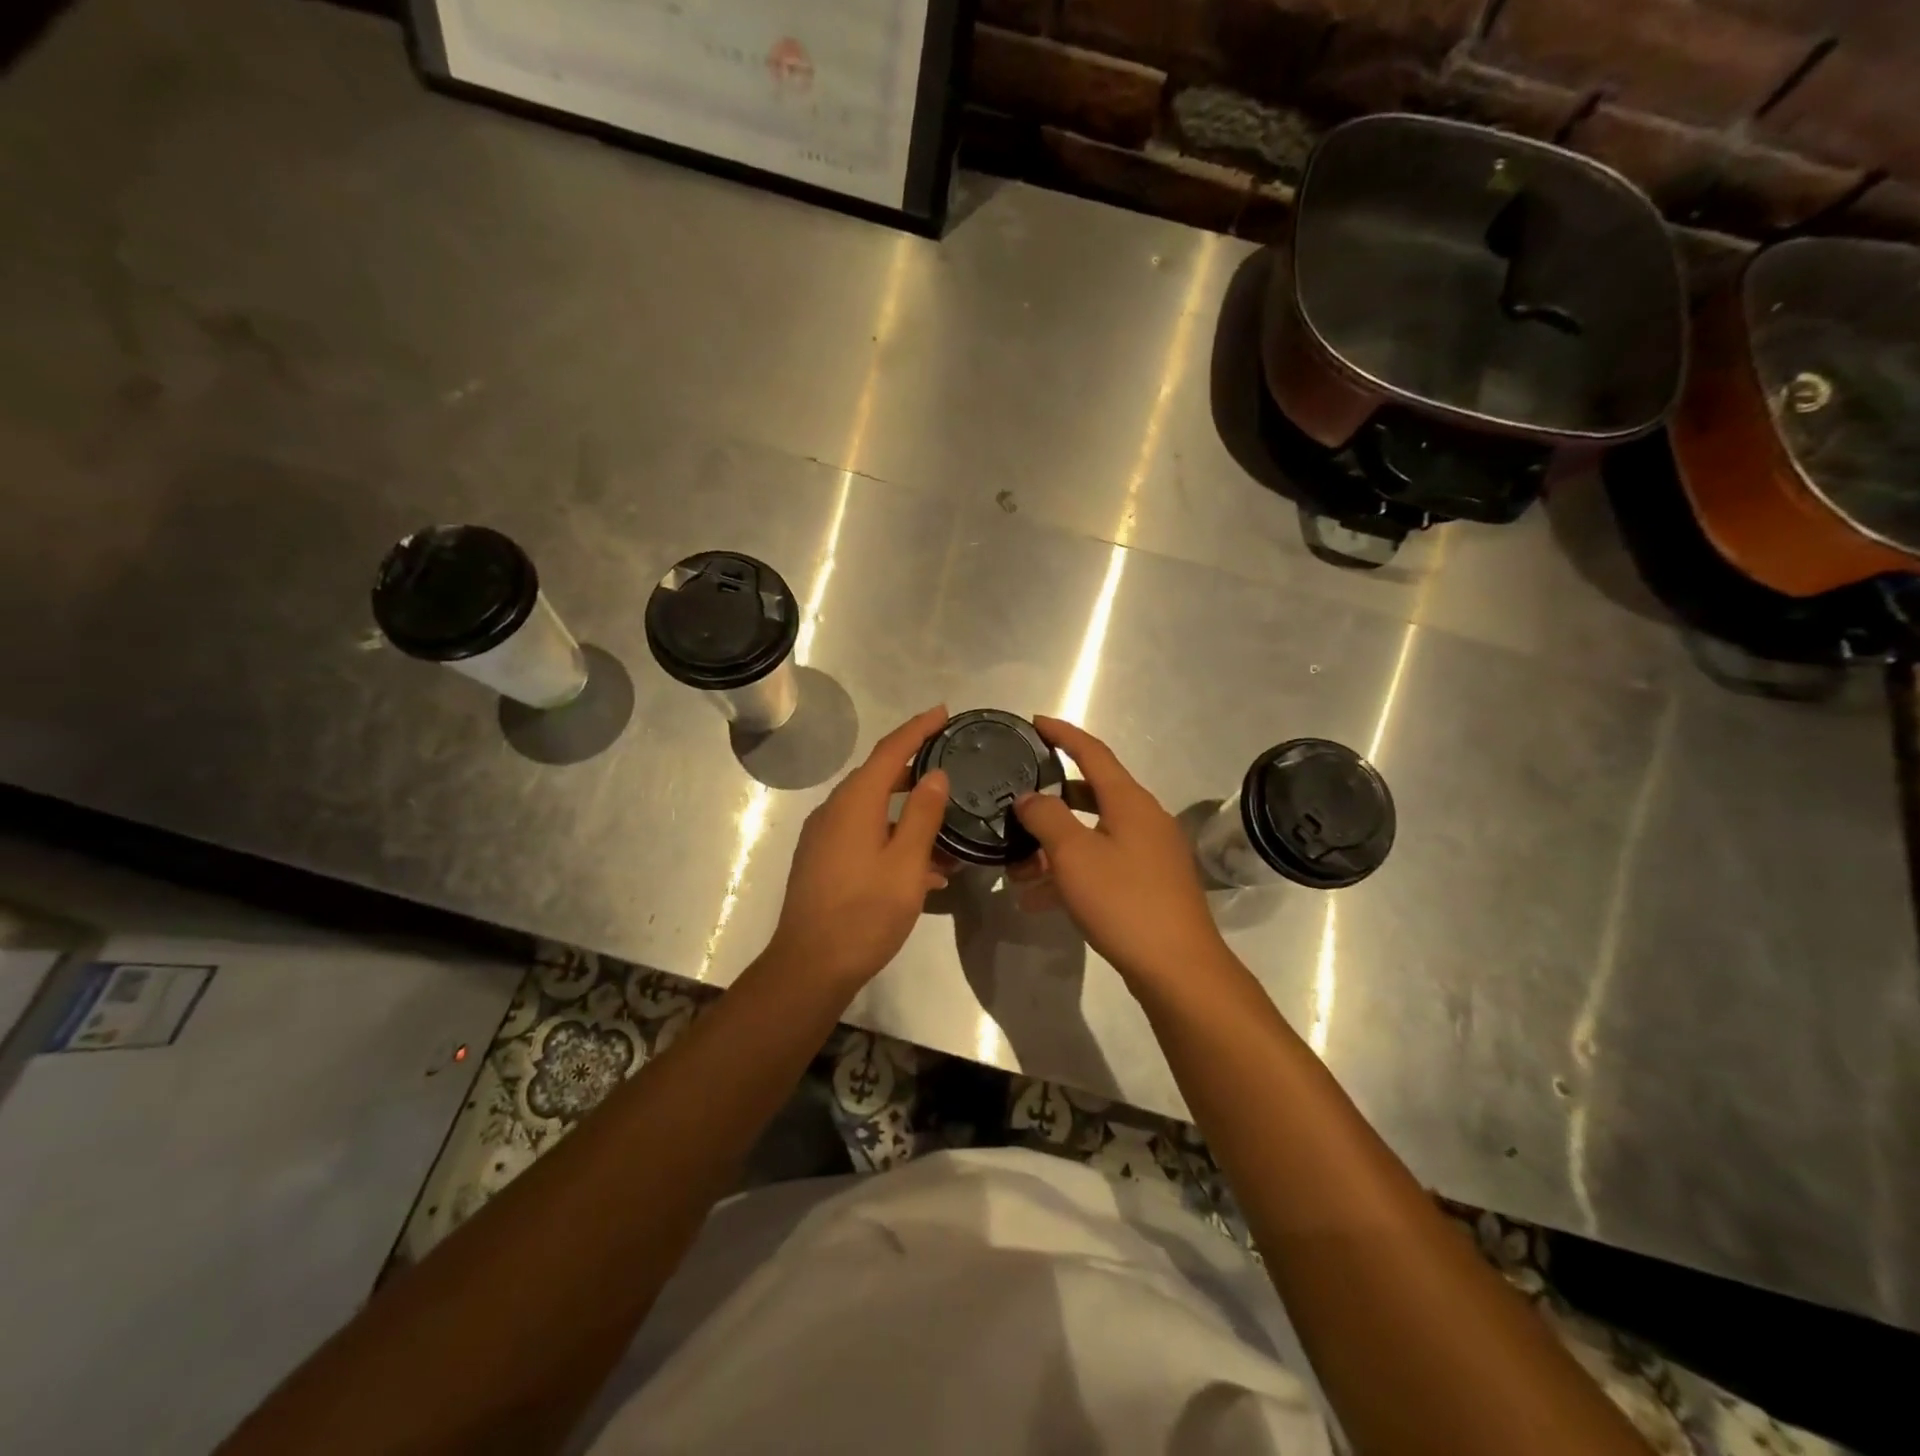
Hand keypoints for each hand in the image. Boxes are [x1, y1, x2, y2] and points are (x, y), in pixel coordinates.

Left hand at [766, 706, 951, 992]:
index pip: (890, 750)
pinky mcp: (822, 861)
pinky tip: (924, 867)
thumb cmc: (865, 912)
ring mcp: (824, 837)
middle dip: (915, 768)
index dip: (918, 728)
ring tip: (947, 825)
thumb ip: (923, 815)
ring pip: (873, 810)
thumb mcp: (906, 863)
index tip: (943, 712)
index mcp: (855, 802)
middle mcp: (834, 810)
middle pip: (879, 776)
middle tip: (951, 763)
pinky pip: (863, 835)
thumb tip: (934, 774)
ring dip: (908, 813)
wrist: (810, 966)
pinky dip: (893, 838)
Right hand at [1009, 716, 1229, 990]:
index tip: (1034, 723)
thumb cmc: (1124, 901)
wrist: (1178, 968)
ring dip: (1054, 844)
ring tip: (1016, 865)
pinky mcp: (1148, 885)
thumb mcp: (1074, 855)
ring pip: (1092, 834)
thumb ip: (1046, 817)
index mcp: (1130, 801)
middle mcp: (1143, 819)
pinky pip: (1101, 865)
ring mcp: (1149, 853)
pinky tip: (1038, 898)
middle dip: (1051, 798)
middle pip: (1091, 793)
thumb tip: (1029, 797)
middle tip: (1017, 800)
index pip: (1092, 752)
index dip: (1062, 734)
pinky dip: (1071, 872)